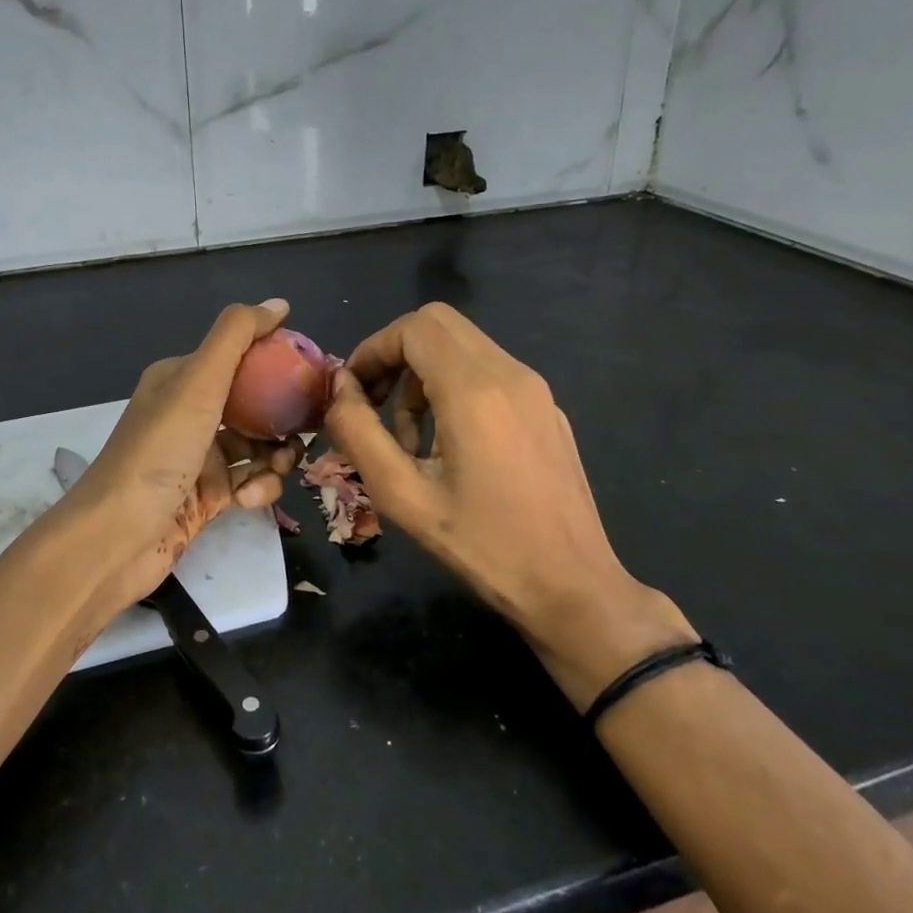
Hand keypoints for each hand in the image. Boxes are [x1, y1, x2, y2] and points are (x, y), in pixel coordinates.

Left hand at [60, 300, 302, 612]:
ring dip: (276, 456)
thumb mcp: (198, 381)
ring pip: (257, 447)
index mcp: (181, 378)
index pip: (241, 357)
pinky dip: (256, 488)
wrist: (116, 536)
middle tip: (310, 428)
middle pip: (254, 404)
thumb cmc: (159, 451)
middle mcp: (189, 413)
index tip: (315, 377)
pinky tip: (247, 499)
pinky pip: (248, 482)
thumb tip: (279, 304)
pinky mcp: (206, 497)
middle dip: (284, 416)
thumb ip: (237, 337)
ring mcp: (198, 457)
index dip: (278, 363)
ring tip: (280, 467)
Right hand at [323, 302, 693, 707]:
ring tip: (410, 441)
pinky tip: (450, 448)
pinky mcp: (547, 409)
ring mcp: (535, 390)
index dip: (373, 349)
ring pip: (463, 346)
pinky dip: (454, 388)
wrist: (573, 587)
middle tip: (374, 406)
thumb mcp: (402, 495)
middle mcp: (510, 374)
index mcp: (475, 390)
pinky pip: (489, 373)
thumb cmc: (483, 546)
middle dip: (395, 355)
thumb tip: (339, 387)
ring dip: (423, 376)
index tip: (352, 392)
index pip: (413, 327)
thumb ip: (358, 432)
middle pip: (439, 324)